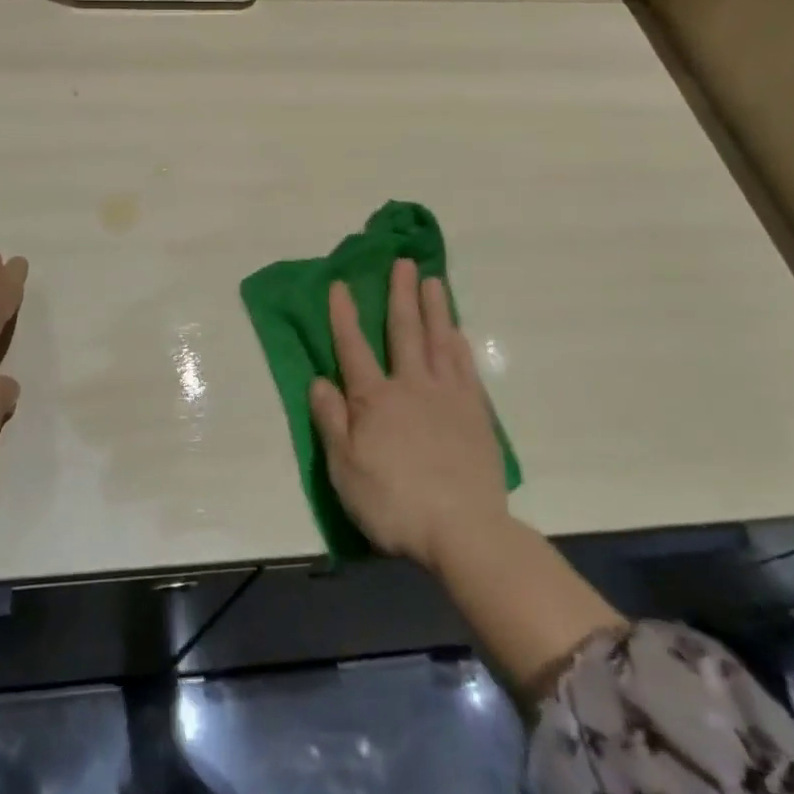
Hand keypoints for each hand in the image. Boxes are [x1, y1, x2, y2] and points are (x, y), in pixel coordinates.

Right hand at [310, 258, 509, 573]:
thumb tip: (319, 379)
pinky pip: (465, 368)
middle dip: (401, 294)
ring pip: (440, 341)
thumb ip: (331, 421)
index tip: (340, 283)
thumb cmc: (394, 502)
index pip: (353, 348)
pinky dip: (459, 344)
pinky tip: (458, 332)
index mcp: (374, 399)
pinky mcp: (475, 414)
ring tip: (433, 280)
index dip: (344, 315)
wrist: (464, 531)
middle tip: (403, 261)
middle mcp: (411, 386)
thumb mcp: (345, 468)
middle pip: (404, 331)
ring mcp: (448, 397)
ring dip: (435, 308)